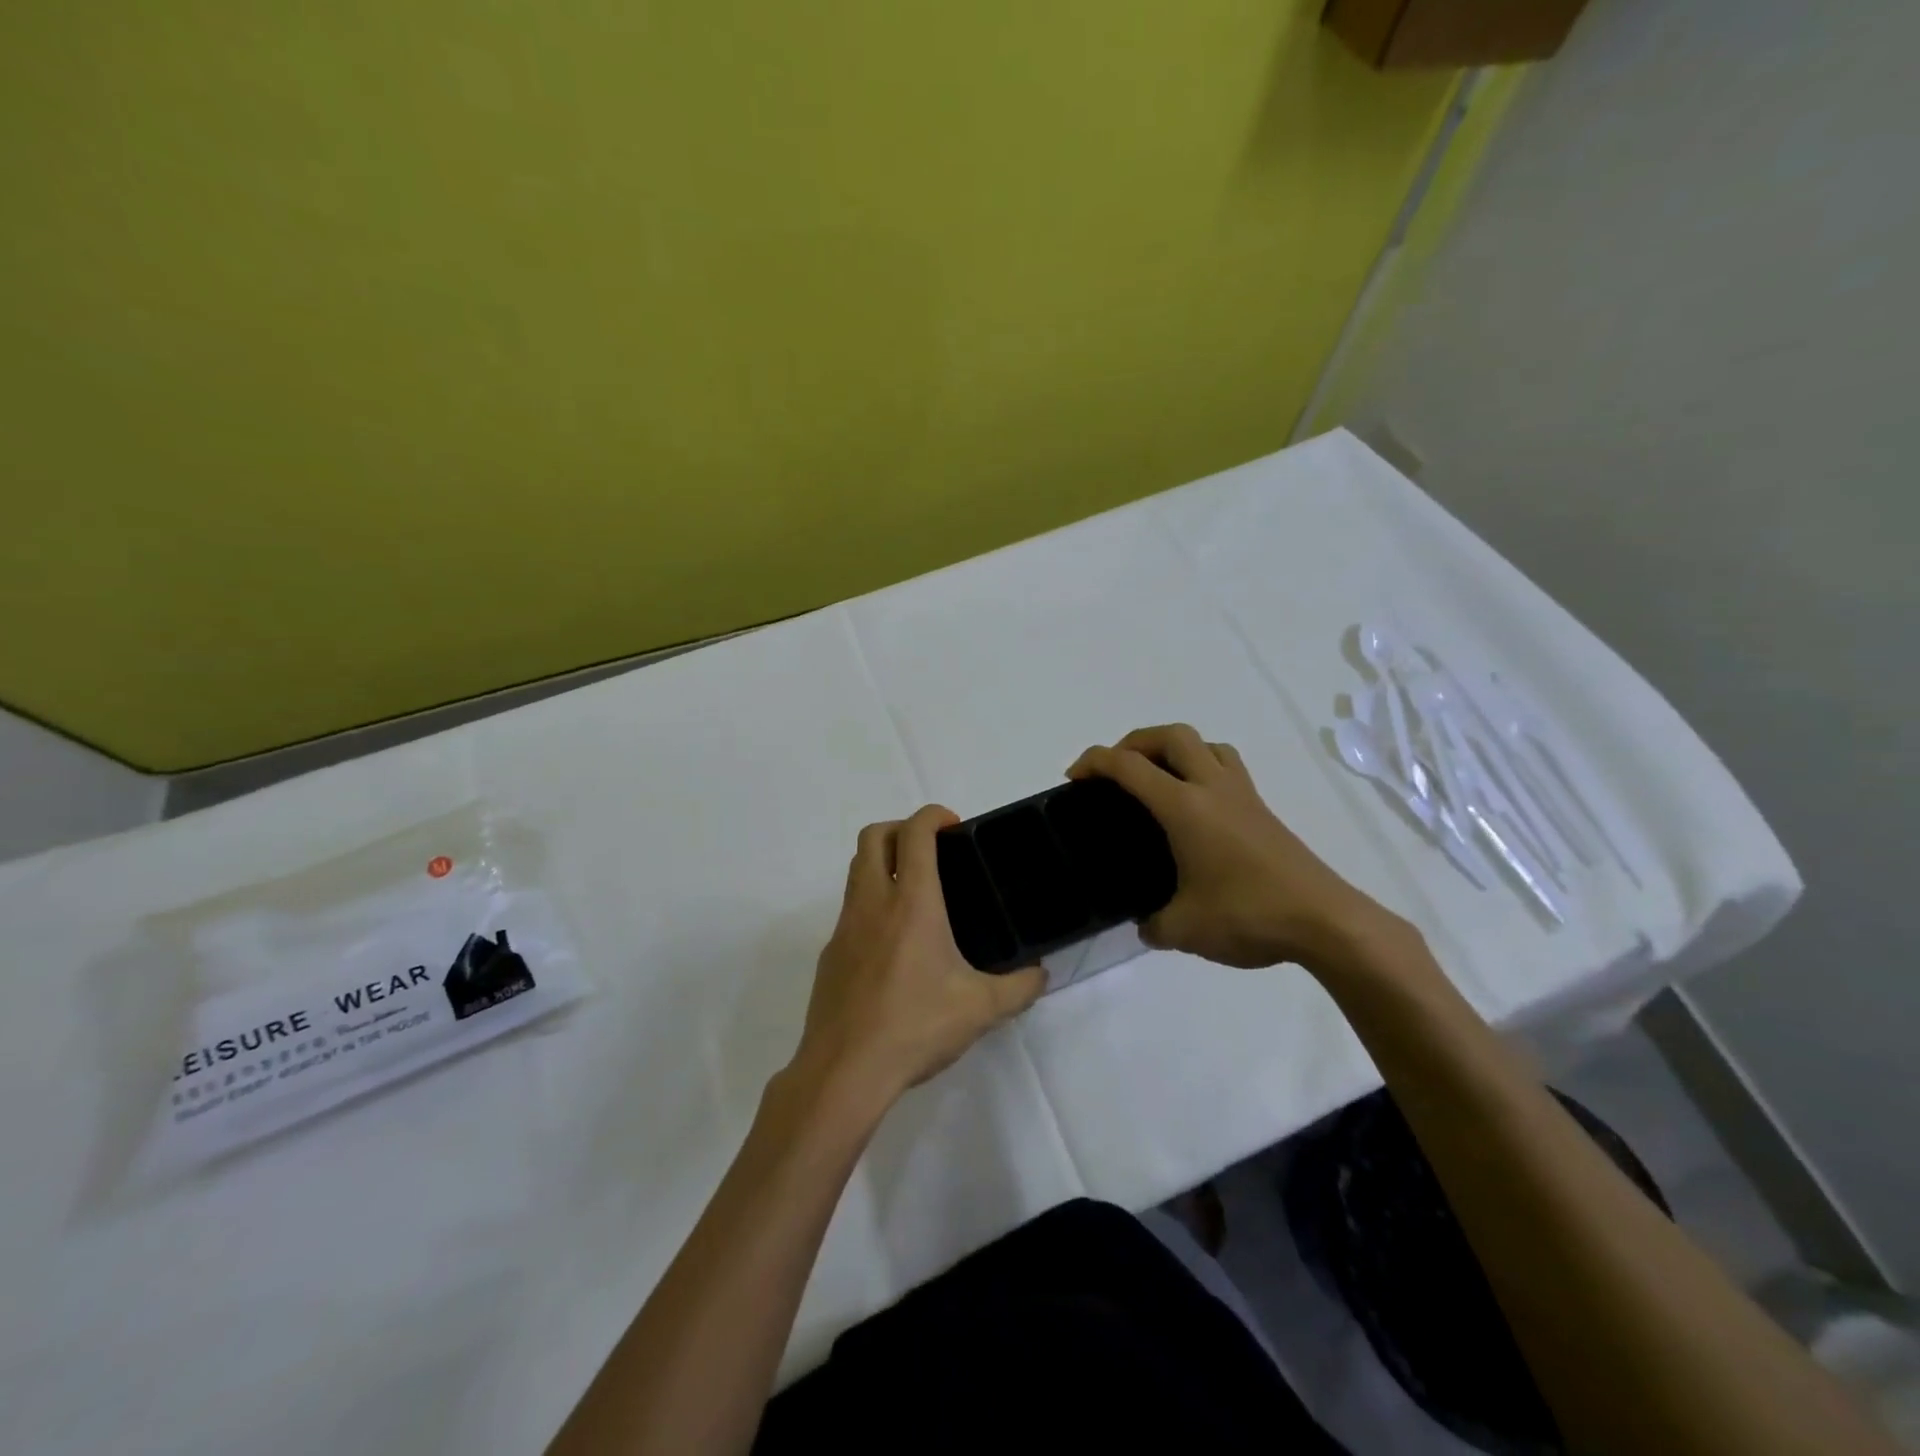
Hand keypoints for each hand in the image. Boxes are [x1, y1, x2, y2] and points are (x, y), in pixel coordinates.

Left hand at [791, 805, 1046, 1107]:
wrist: (844, 1071)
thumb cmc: (915, 1027)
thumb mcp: (981, 1009)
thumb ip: (1019, 988)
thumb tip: (1041, 975)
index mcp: (911, 903)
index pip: (914, 833)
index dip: (933, 815)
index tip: (953, 825)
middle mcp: (872, 902)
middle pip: (873, 836)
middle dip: (901, 828)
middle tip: (931, 851)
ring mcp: (844, 927)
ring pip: (856, 869)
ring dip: (882, 862)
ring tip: (915, 893)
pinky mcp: (830, 953)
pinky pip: (849, 910)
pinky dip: (871, 904)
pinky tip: (893, 945)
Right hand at [1068, 724, 1399, 972]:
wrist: (1324, 920)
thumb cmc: (1248, 915)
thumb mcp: (1184, 929)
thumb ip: (1152, 923)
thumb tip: (1145, 922)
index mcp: (1184, 806)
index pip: (1129, 766)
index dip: (1094, 762)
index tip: (1074, 777)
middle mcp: (1212, 788)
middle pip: (1170, 735)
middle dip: (1133, 742)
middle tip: (1116, 771)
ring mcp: (1243, 795)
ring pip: (1204, 743)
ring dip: (1172, 748)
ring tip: (1156, 778)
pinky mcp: (1262, 810)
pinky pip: (1226, 766)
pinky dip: (1201, 767)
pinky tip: (1196, 806)